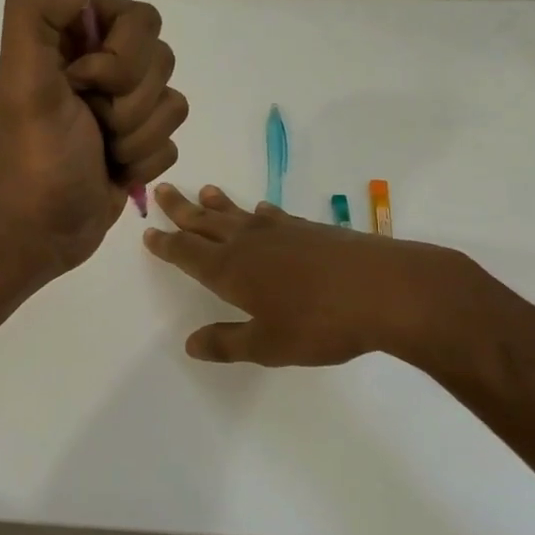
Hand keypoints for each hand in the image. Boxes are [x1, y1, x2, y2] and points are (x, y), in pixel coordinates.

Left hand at [0, 0, 186, 278]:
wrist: (38, 230)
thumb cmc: (32, 156)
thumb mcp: (23, 79)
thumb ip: (38, 13)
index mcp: (74, 40)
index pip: (141, 19)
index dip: (121, 57)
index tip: (82, 83)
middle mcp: (102, 66)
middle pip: (162, 60)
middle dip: (129, 103)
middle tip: (90, 122)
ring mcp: (123, 107)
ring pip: (173, 103)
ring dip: (136, 137)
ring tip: (100, 151)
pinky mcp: (138, 144)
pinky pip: (172, 141)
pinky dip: (143, 162)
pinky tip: (113, 172)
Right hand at [144, 184, 477, 364]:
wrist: (385, 289)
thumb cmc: (320, 323)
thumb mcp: (268, 345)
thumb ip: (227, 343)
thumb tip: (190, 343)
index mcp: (231, 270)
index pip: (187, 253)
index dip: (166, 245)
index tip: (148, 231)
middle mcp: (249, 243)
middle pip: (207, 223)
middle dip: (182, 210)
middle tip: (163, 190)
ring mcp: (282, 232)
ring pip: (239, 215)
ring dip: (219, 205)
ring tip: (205, 191)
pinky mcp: (311, 230)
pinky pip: (274, 217)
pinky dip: (261, 213)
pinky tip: (262, 211)